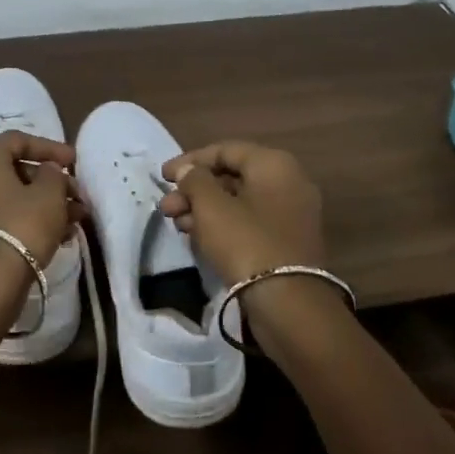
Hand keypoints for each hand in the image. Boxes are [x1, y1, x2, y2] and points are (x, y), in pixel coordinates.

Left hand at [0, 131, 79, 296]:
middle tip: (77, 194)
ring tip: (76, 219)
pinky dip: (30, 221)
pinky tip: (60, 236)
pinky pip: (5, 218)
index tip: (74, 161)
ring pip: (13, 197)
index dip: (50, 147)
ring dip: (46, 204)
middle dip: (51, 181)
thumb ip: (54, 174)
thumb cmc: (21, 226)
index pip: (18, 140)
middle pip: (16, 170)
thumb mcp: (49, 194)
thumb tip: (48, 171)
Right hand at [158, 141, 325, 282]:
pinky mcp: (287, 241)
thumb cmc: (246, 242)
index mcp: (274, 164)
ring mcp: (291, 213)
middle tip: (167, 207)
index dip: (190, 160)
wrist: (288, 303)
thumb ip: (194, 180)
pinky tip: (197, 236)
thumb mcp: (211, 207)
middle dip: (194, 190)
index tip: (163, 176)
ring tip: (176, 223)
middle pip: (232, 176)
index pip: (226, 150)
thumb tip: (187, 170)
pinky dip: (223, 225)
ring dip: (204, 209)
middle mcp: (289, 182)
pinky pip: (250, 222)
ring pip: (239, 201)